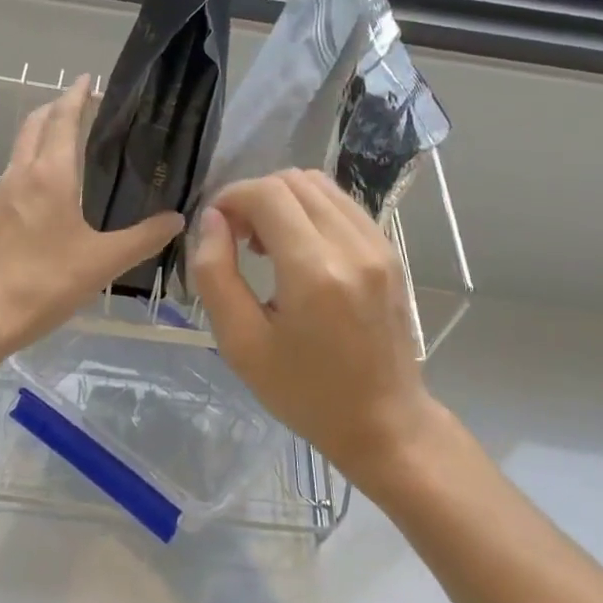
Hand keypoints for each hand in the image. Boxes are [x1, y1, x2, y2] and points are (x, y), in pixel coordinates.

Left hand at [0, 76, 183, 361]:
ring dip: (41, 135)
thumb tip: (177, 219)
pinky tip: (44, 191)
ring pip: (20, 149)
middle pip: (35, 124)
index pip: (63, 119)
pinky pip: (12, 174)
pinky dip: (30, 163)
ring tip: (66, 143)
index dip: (76, 96)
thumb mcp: (103, 262)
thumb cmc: (44, 282)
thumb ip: (143, 238)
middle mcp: (20, 174)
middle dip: (56, 107)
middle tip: (81, 106)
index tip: (88, 80)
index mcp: (50, 175)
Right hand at [190, 169, 443, 490]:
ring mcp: (378, 245)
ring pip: (320, 184)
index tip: (216, 227)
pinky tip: (299, 248)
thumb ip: (215, 273)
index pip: (267, 194)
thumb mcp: (240, 343)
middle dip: (254, 196)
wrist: (384, 422)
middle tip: (238, 238)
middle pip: (293, 180)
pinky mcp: (390, 251)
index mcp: (314, 272)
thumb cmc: (304, 392)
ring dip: (283, 199)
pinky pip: (342, 204)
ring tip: (267, 242)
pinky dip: (311, 209)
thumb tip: (212, 220)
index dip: (231, 197)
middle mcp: (352, 246)